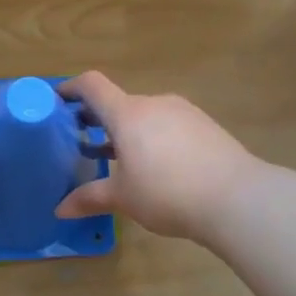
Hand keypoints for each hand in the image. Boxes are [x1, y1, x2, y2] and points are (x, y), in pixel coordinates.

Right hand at [54, 72, 258, 242]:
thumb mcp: (123, 198)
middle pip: (119, 103)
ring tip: (120, 160)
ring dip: (128, 132)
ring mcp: (184, 113)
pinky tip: (157, 167)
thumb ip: (89, 198)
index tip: (58, 100)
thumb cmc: (167, 193)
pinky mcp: (206, 126)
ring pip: (146, 116)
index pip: (92, 86)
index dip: (71, 88)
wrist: (237, 199)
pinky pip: (169, 126)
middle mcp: (155, 104)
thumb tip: (60, 209)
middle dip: (99, 120)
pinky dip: (153, 138)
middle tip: (84, 144)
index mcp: (127, 114)